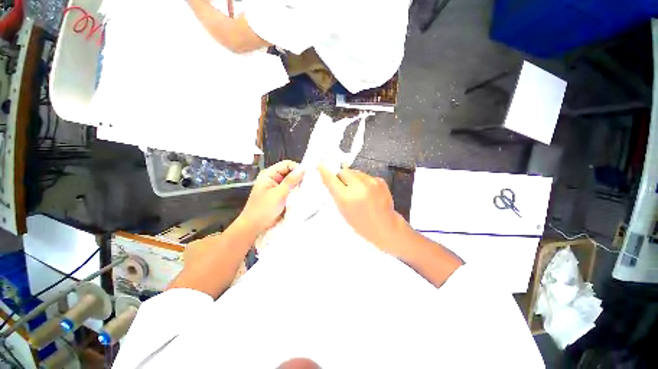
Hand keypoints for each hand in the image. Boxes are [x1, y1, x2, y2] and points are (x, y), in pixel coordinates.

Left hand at [237, 160, 303, 234]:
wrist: (254, 227)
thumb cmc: (263, 209)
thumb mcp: (279, 194)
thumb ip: (291, 181)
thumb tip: (303, 169)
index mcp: (269, 174)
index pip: (287, 164)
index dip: (297, 168)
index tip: (307, 176)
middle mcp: (273, 178)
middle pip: (290, 172)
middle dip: (299, 178)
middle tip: (309, 184)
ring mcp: (277, 187)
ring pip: (291, 182)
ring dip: (298, 186)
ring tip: (307, 190)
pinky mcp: (280, 196)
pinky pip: (291, 190)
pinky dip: (296, 192)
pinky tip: (302, 195)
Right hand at [318, 165, 408, 257]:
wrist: (385, 226)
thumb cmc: (361, 223)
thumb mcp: (343, 210)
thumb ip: (335, 193)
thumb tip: (329, 178)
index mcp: (347, 198)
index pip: (331, 179)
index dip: (325, 172)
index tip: (320, 165)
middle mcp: (359, 187)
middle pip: (343, 171)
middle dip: (342, 177)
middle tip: (344, 187)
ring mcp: (371, 182)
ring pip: (355, 172)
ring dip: (353, 179)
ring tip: (358, 191)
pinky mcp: (380, 180)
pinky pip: (366, 176)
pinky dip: (364, 181)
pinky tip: (368, 192)